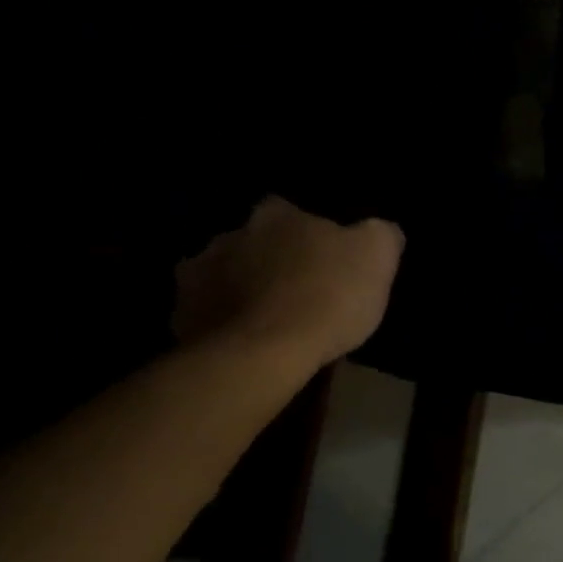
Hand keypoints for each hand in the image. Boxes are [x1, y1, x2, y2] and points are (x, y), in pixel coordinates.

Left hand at [173, 197, 404, 370]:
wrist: (263, 352)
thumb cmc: (327, 297)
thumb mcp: (378, 257)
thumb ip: (380, 233)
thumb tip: (380, 228)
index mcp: (277, 214)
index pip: (291, 209)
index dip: (309, 233)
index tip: (324, 256)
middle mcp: (230, 234)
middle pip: (254, 241)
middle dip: (271, 258)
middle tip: (297, 288)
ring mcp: (197, 273)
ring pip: (225, 273)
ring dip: (243, 287)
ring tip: (269, 317)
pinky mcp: (182, 314)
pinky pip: (205, 311)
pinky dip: (222, 320)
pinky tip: (245, 339)